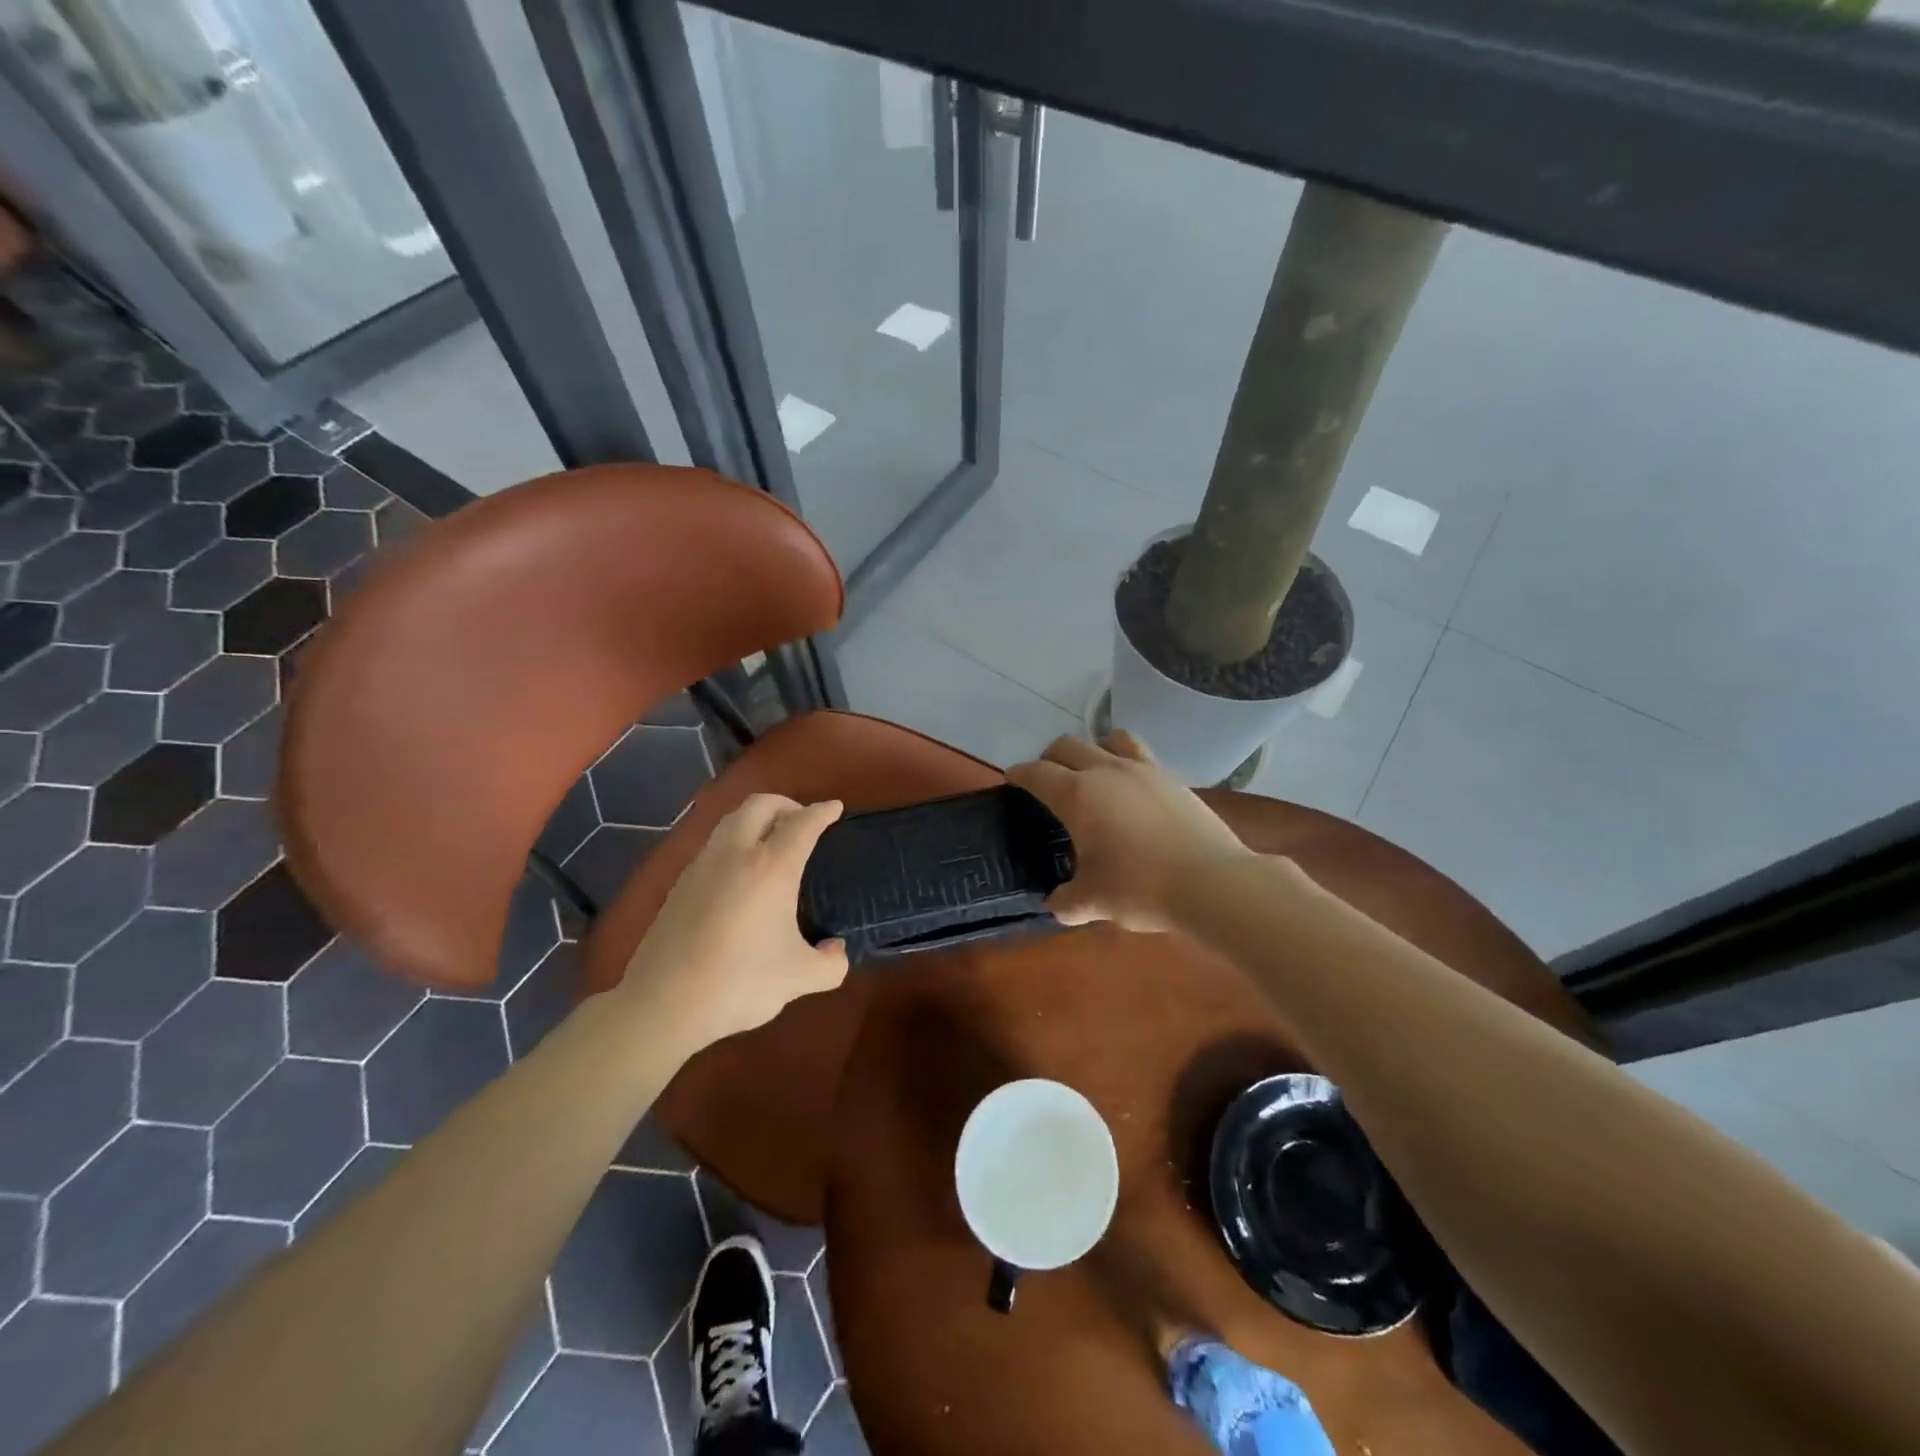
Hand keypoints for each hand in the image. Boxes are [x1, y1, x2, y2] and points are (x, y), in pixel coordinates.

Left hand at [618, 794, 848, 1051]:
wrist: (664, 1003)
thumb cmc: (740, 982)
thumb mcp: (800, 977)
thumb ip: (830, 963)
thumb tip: (836, 950)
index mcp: (770, 867)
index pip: (802, 824)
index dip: (822, 812)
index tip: (834, 808)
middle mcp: (735, 854)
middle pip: (760, 805)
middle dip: (786, 804)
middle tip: (803, 821)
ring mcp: (702, 866)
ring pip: (731, 821)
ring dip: (756, 819)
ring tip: (771, 841)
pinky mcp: (679, 884)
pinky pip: (714, 845)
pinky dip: (735, 842)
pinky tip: (739, 872)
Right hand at [1007, 733, 1250, 932]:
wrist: (1212, 882)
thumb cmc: (1141, 888)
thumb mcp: (1093, 902)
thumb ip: (1067, 901)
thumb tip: (1056, 903)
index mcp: (1077, 795)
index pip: (1036, 773)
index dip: (1019, 774)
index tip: (1012, 778)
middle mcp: (1106, 771)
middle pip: (1067, 746)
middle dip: (1049, 758)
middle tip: (1046, 779)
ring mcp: (1143, 770)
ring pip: (1109, 739)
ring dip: (1092, 749)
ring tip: (1093, 773)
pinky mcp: (1173, 778)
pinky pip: (1141, 755)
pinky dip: (1127, 762)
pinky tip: (1132, 790)